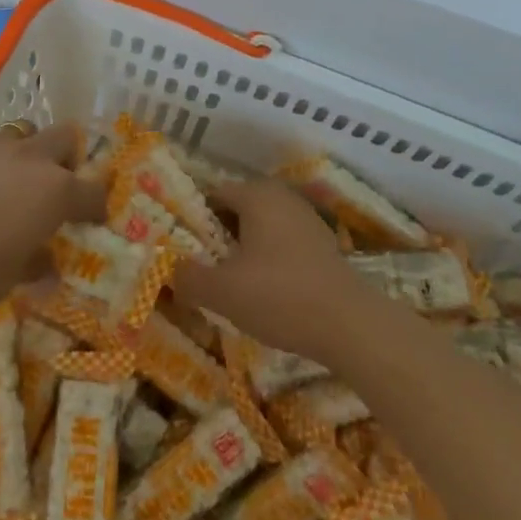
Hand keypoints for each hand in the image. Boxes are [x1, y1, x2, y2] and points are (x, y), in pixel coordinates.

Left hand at [0, 122, 104, 318]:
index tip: (92, 221)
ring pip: (24, 134)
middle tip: (55, 189)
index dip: (97, 207)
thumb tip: (47, 264)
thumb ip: (34, 264)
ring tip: (12, 184)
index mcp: (54, 192)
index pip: (93, 192)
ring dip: (27, 154)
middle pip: (65, 139)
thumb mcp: (8, 279)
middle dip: (67, 159)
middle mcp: (30, 159)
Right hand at [173, 179, 370, 362]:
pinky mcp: (324, 245)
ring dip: (244, 248)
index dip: (193, 218)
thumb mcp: (222, 291)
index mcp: (256, 195)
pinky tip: (264, 290)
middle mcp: (282, 197)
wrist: (351, 326)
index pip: (213, 194)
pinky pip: (283, 243)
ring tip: (229, 281)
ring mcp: (307, 220)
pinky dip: (269, 259)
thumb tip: (169, 269)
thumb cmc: (280, 296)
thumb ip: (188, 277)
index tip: (182, 246)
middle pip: (238, 209)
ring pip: (262, 227)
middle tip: (201, 265)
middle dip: (218, 234)